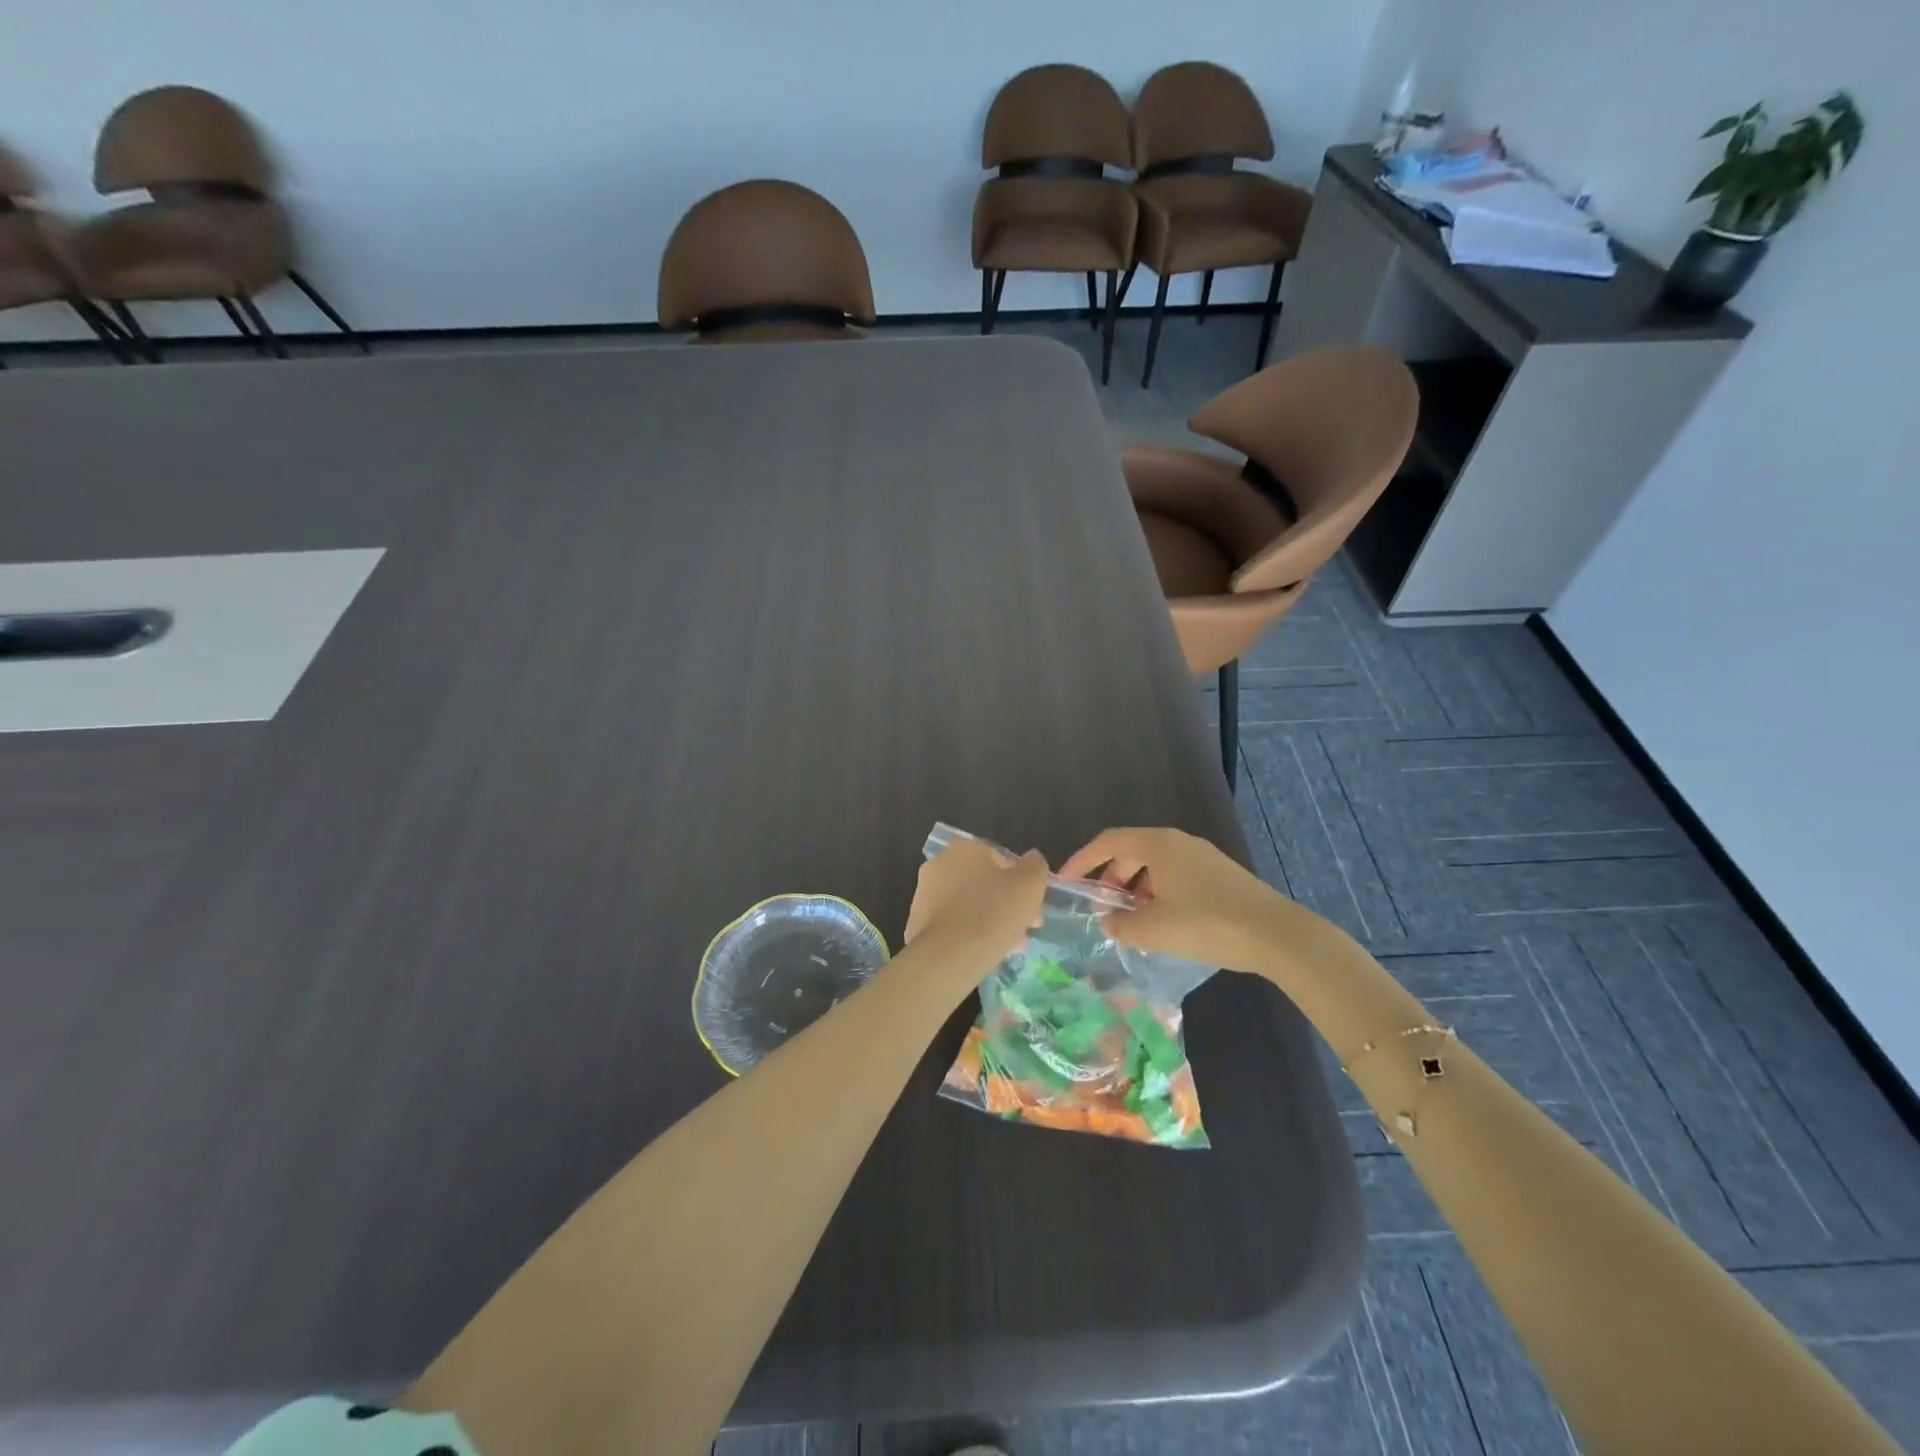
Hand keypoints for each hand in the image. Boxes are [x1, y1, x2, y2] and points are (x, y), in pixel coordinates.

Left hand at [905, 838, 1049, 967]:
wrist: (949, 956)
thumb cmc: (994, 912)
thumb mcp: (1030, 885)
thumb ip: (1035, 866)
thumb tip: (1032, 859)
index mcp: (965, 848)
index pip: (1001, 860)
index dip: (1022, 884)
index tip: (1033, 908)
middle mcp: (939, 864)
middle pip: (984, 883)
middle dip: (1007, 904)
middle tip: (1026, 929)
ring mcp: (924, 894)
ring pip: (969, 905)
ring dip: (991, 921)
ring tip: (1010, 946)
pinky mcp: (917, 922)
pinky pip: (953, 924)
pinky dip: (969, 934)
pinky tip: (985, 953)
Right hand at [1059, 827, 1293, 973]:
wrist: (1277, 935)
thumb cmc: (1207, 923)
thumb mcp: (1154, 929)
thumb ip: (1122, 925)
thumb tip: (1109, 921)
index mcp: (1158, 845)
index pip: (1108, 841)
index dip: (1082, 859)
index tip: (1066, 882)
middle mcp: (1179, 843)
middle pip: (1131, 852)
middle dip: (1110, 878)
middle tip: (1101, 908)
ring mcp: (1202, 858)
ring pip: (1155, 867)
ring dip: (1135, 890)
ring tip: (1131, 922)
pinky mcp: (1219, 876)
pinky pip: (1175, 877)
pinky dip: (1158, 894)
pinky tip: (1163, 924)